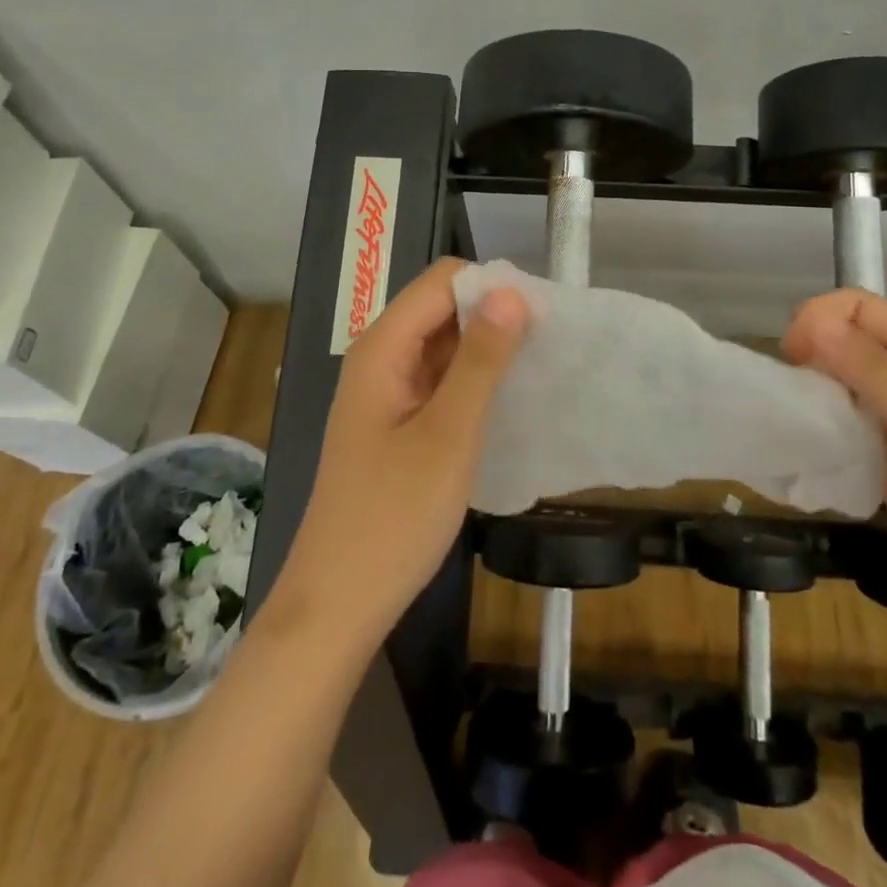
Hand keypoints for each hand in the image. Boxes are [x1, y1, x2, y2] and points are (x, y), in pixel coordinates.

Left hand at [269, 258, 529, 642]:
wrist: (339, 605)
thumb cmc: (393, 517)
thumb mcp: (449, 434)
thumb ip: (481, 359)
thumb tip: (513, 292)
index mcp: (382, 348)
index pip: (442, 281)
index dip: (491, 287)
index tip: (541, 316)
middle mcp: (380, 358)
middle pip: (441, 307)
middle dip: (493, 315)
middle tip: (547, 345)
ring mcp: (386, 391)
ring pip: (443, 343)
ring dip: (486, 348)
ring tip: (537, 369)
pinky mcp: (396, 421)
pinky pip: (439, 379)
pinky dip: (472, 379)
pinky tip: (505, 400)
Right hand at [783, 290, 886, 641]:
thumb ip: (874, 372)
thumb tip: (812, 320)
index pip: (859, 309)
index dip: (821, 320)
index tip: (794, 357)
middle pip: (845, 346)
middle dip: (811, 360)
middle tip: (795, 400)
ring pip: (840, 390)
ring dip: (813, 401)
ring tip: (797, 430)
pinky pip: (844, 436)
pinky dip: (822, 439)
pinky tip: (810, 459)